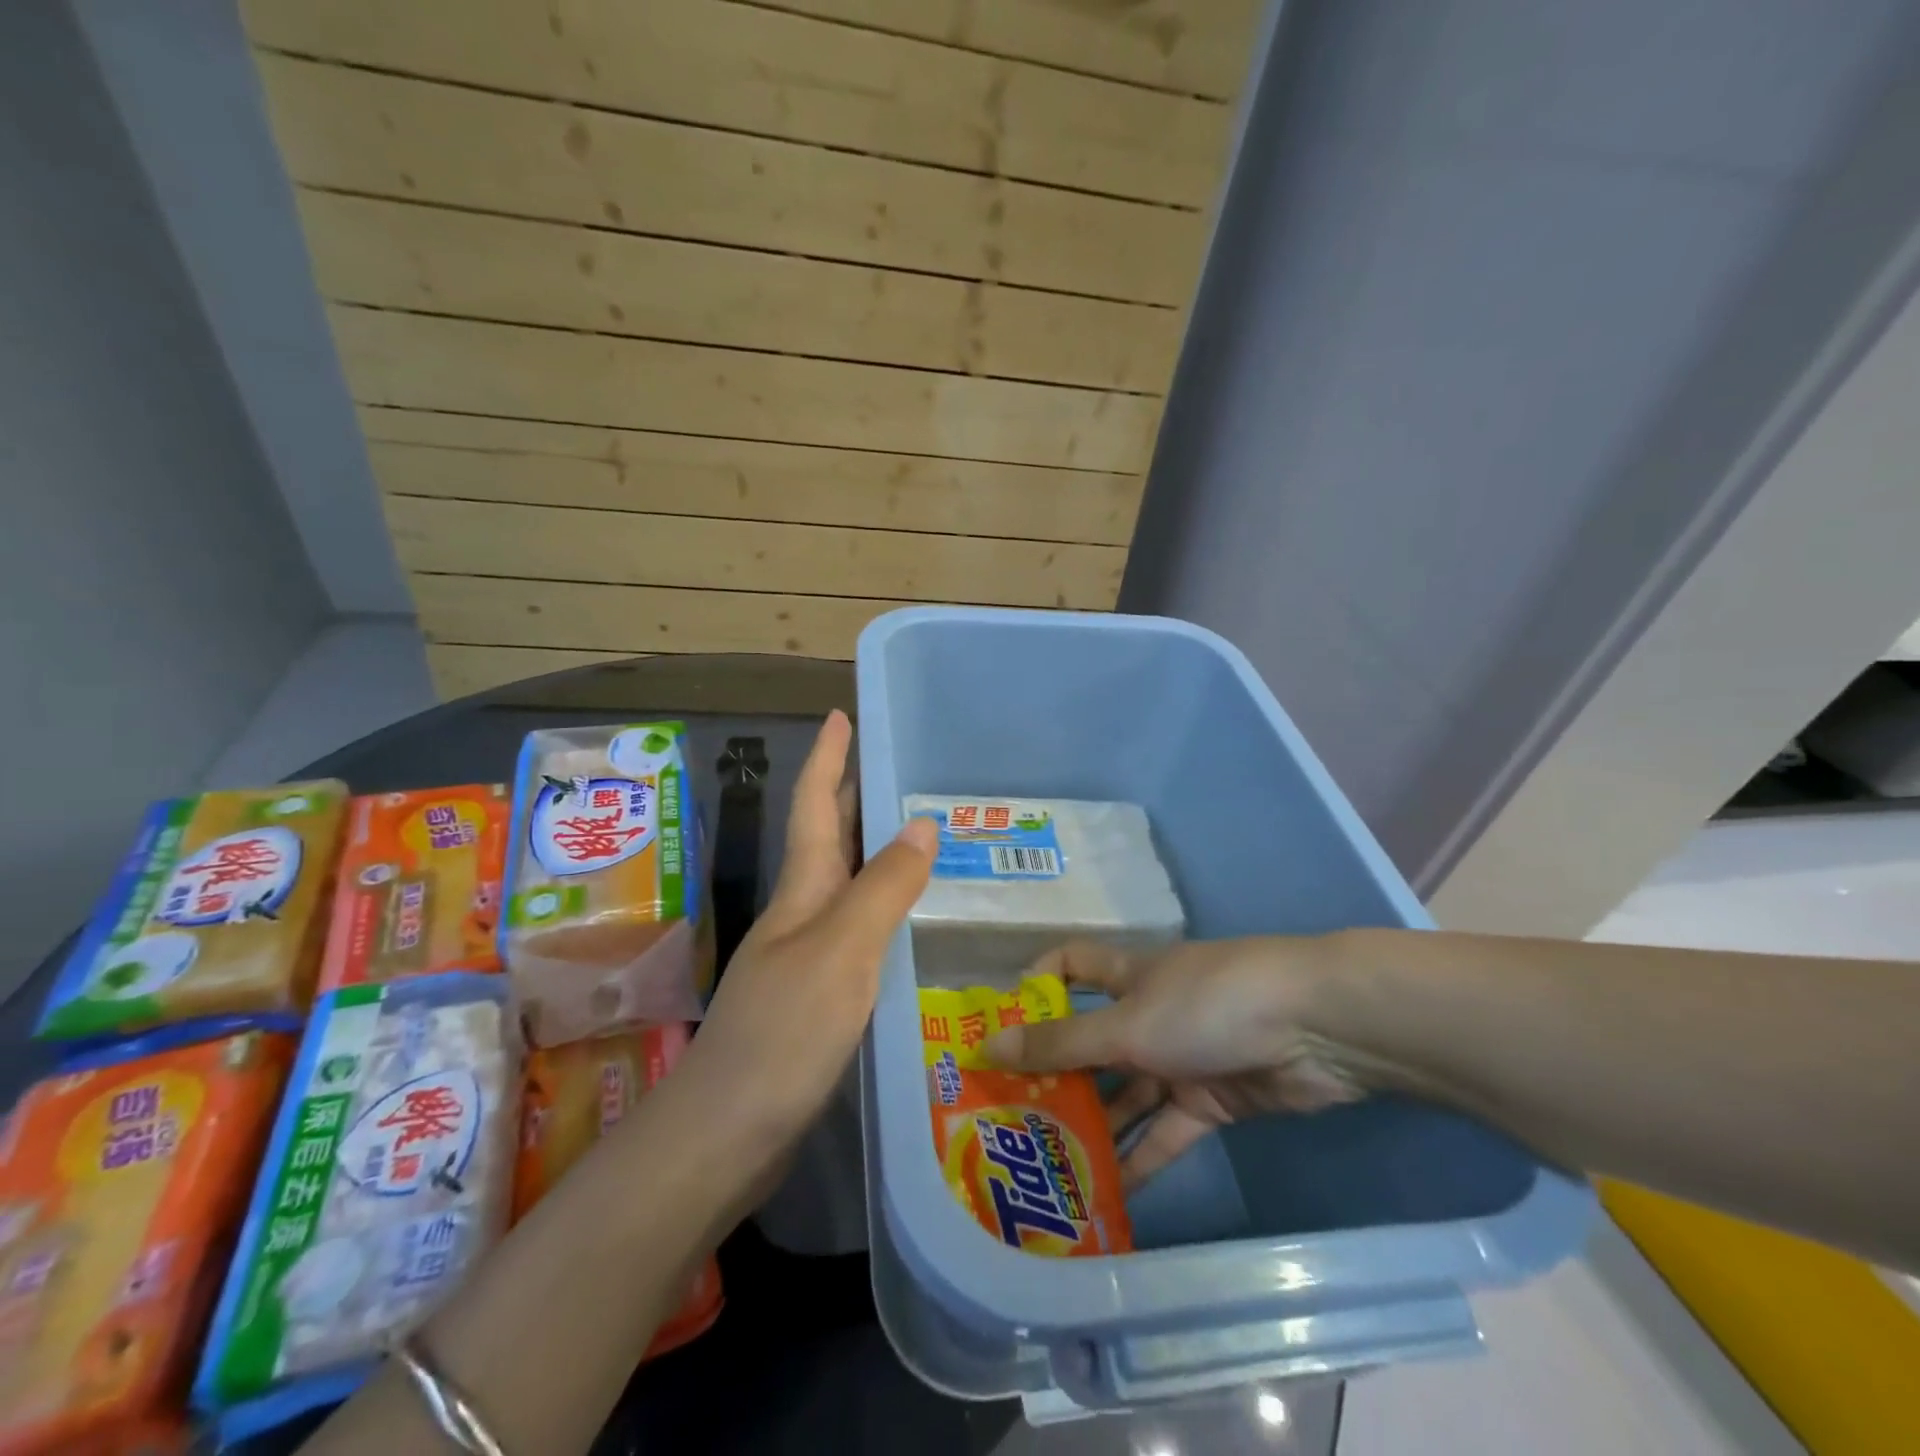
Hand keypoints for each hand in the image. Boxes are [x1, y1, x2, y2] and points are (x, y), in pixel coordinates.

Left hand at [675, 710, 935, 1163]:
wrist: (728, 1132)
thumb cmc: (785, 1030)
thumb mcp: (842, 950)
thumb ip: (883, 887)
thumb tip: (920, 822)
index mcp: (802, 890)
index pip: (813, 805)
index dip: (826, 757)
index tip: (840, 714)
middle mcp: (801, 913)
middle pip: (826, 838)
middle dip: (849, 794)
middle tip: (890, 764)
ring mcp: (805, 956)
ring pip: (844, 884)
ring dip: (871, 851)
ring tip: (917, 833)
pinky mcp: (817, 995)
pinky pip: (857, 931)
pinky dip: (882, 909)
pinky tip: (909, 921)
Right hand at [984, 937, 1372, 1185]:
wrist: (1315, 1029)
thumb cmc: (1206, 1004)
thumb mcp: (1127, 1025)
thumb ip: (1062, 1043)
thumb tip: (987, 1044)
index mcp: (1127, 976)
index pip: (1071, 965)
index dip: (1037, 986)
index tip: (1002, 1026)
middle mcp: (1148, 1013)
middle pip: (1092, 1040)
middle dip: (1057, 1074)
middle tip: (1012, 1116)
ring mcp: (1181, 1057)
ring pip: (1126, 1092)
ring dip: (1094, 1123)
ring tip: (1047, 1162)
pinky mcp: (1213, 1100)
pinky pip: (1165, 1131)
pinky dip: (1140, 1157)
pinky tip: (1106, 1193)